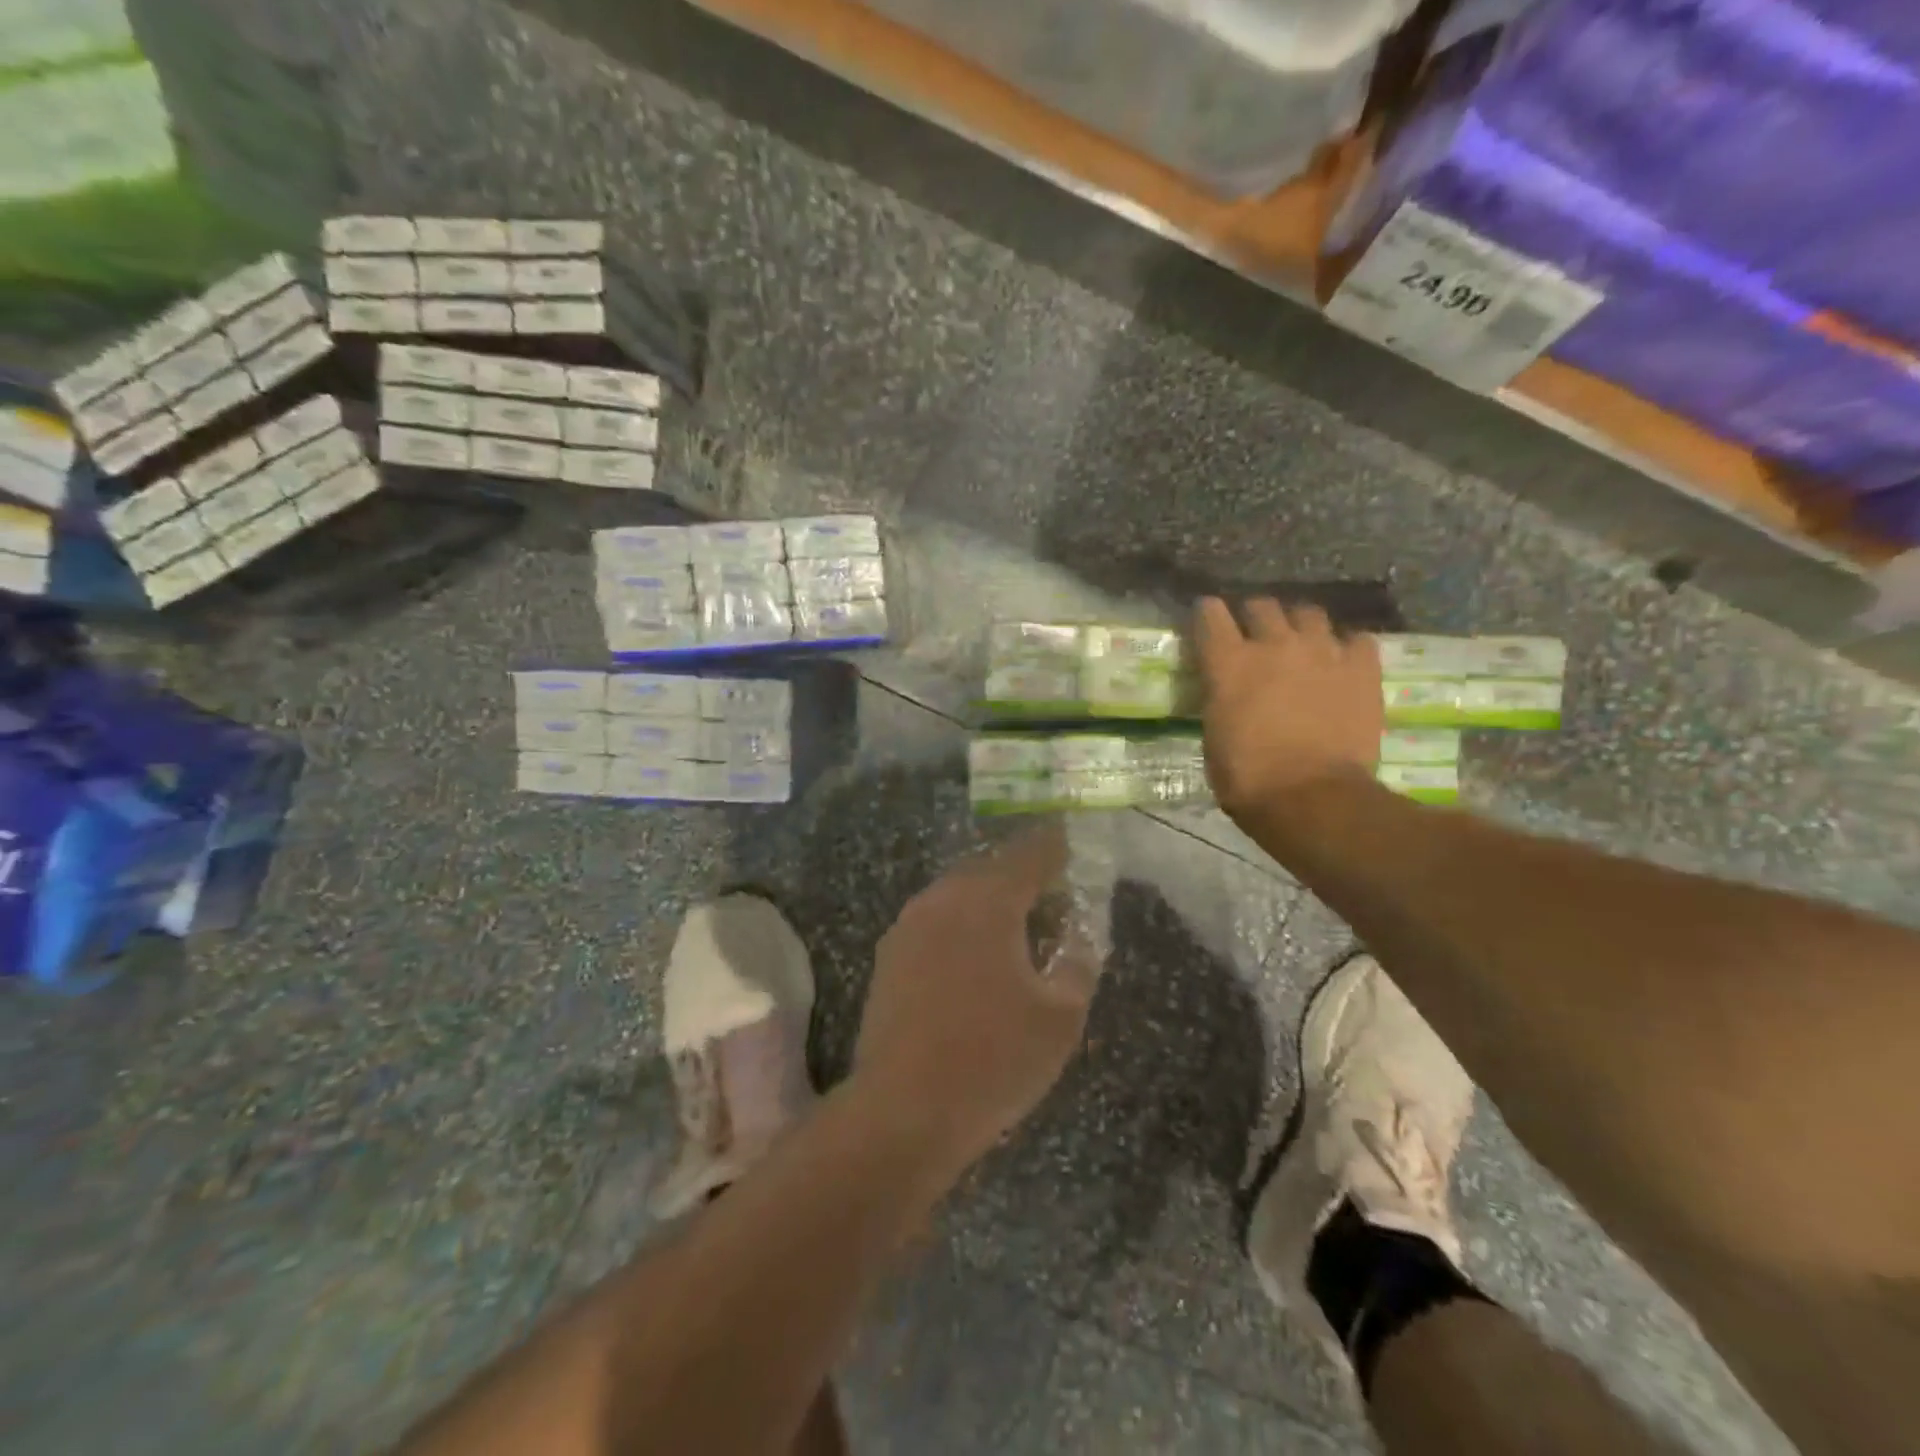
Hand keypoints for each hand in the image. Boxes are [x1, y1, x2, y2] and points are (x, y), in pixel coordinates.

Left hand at [850, 824, 1098, 1181]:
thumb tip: (1079, 939)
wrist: (903, 1109)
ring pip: (957, 894)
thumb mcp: (1060, 1017)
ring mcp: (908, 926)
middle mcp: (943, 898)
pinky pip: (935, 922)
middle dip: (1022, 877)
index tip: (1072, 848)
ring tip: (1016, 933)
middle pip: (989, 868)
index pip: (1029, 854)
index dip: (1055, 848)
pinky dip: (961, 926)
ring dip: (988, 902)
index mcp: (987, 900)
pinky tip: (974, 961)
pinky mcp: (889, 957)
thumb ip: (1077, 965)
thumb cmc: (993, 1058)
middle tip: (1051, 900)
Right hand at [1195, 597, 1383, 818]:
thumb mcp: (1214, 735)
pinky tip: (1341, 662)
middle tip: (1255, 636)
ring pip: (1308, 613)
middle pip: (1262, 606)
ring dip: (1298, 625)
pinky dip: (1345, 646)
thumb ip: (1220, 700)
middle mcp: (1275, 644)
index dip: (1208, 614)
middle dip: (1254, 616)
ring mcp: (1323, 651)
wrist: (1312, 798)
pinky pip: (1356, 639)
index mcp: (1229, 663)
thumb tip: (1227, 693)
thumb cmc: (1248, 778)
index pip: (1211, 614)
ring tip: (1300, 644)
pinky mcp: (1362, 668)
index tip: (1208, 620)